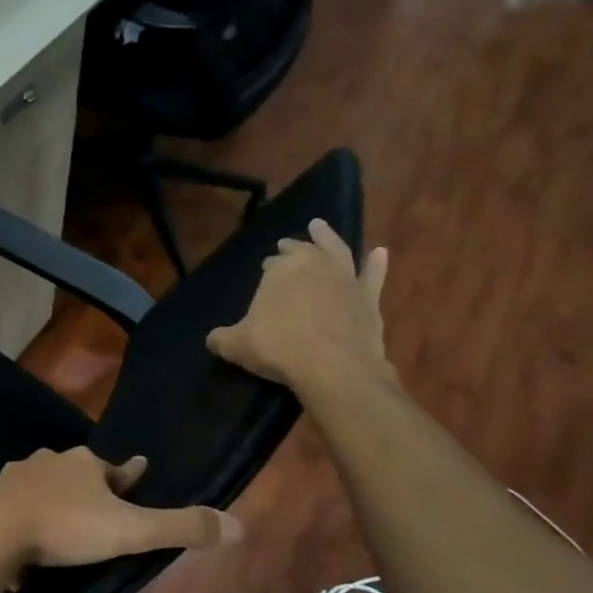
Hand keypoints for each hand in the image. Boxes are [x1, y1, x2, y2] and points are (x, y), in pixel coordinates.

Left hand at [0, 447, 240, 568]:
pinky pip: (13, 508)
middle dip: (87, 484)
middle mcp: (49, 462)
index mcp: (84, 464)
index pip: (115, 469)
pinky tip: (22, 541)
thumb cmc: (66, 526)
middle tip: (96, 504)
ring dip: (52, 499)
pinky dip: (22, 520)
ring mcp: (15, 478)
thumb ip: (180, 528)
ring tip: (58, 521)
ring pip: (41, 486)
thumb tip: (238, 526)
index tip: (138, 471)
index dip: (130, 475)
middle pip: (75, 472)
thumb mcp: (130, 530)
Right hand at [206, 217, 390, 394]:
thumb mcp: (236, 346)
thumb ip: (221, 338)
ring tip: (319, 226)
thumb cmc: (278, 349)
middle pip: (301, 250)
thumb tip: (213, 338)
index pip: (271, 264)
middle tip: (285, 245)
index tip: (263, 272)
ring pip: (336, 250)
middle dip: (292, 248)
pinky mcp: (369, 297)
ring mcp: (345, 279)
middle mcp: (313, 265)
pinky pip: (373, 275)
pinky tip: (379, 252)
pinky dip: (376, 263)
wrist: (333, 366)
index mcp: (279, 271)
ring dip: (327, 237)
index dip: (268, 268)